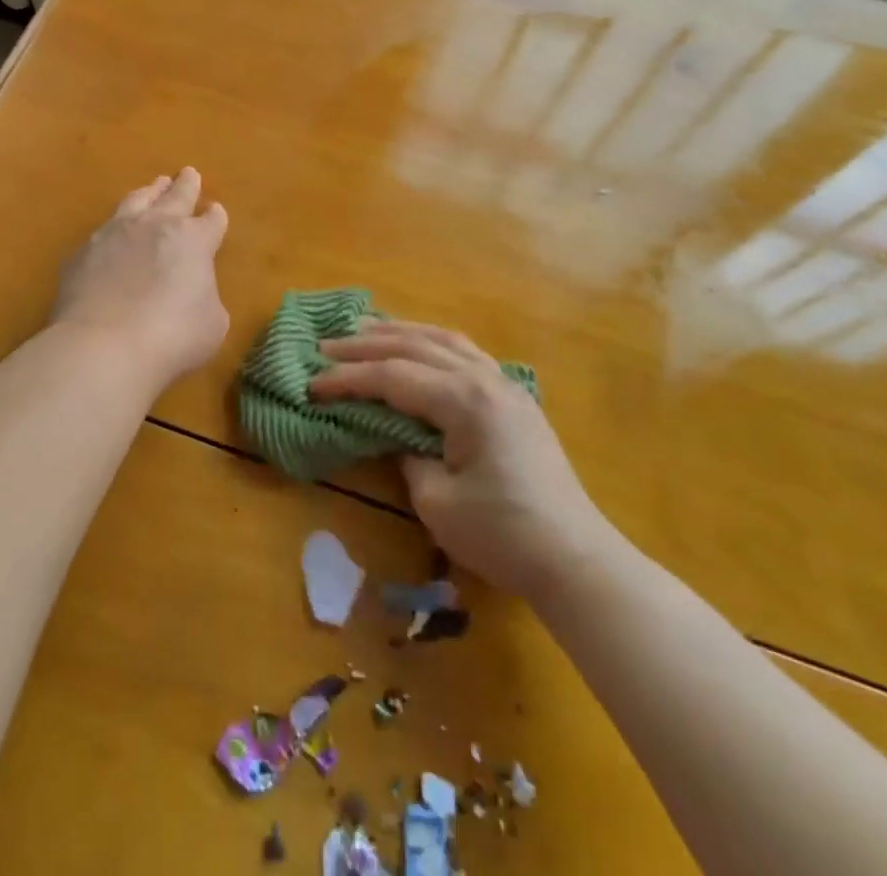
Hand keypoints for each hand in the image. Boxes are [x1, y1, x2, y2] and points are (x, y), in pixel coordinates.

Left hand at [50, 168, 230, 388]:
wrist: (104, 345)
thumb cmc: (172, 337)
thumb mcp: (211, 324)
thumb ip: (206, 299)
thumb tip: (193, 294)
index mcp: (194, 240)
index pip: (212, 221)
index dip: (215, 217)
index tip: (215, 212)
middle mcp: (155, 226)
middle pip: (175, 196)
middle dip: (185, 185)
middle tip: (188, 173)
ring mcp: (115, 234)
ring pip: (136, 201)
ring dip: (148, 192)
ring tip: (153, 187)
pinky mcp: (83, 252)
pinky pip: (102, 232)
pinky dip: (113, 230)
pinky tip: (111, 236)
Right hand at [310, 321, 615, 597]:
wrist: (575, 559)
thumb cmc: (503, 535)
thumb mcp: (437, 502)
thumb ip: (406, 456)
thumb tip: (395, 436)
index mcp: (465, 400)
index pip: (393, 376)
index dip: (348, 378)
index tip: (311, 384)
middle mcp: (484, 378)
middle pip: (415, 346)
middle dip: (365, 344)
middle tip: (325, 345)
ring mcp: (504, 384)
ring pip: (443, 339)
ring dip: (399, 332)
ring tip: (363, 329)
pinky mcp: (513, 398)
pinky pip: (464, 353)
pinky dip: (431, 343)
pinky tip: (417, 346)